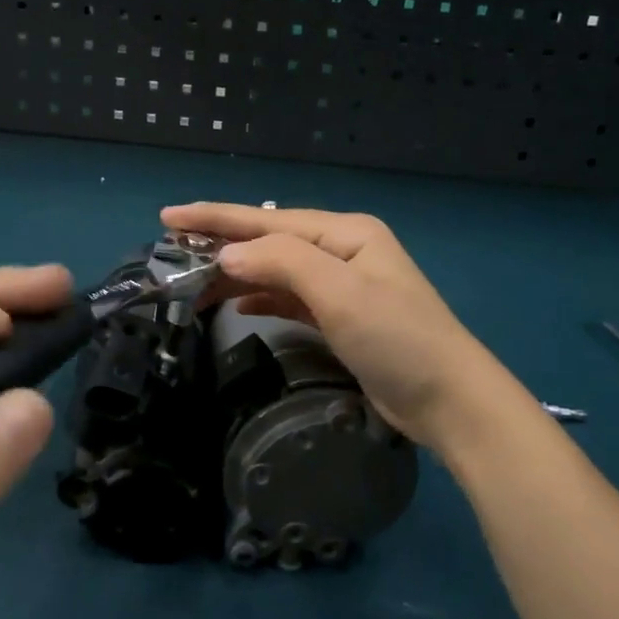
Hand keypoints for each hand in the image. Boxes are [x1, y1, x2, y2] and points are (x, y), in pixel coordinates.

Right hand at [161, 204, 508, 449]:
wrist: (449, 402)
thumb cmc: (397, 339)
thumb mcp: (341, 293)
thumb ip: (282, 263)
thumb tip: (227, 256)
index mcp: (345, 233)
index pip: (268, 220)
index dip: (216, 218)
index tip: (168, 217)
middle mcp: (342, 252)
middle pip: (270, 242)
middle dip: (221, 246)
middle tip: (171, 255)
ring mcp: (343, 287)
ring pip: (276, 271)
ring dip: (236, 275)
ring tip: (192, 283)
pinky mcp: (341, 319)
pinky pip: (289, 298)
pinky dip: (261, 297)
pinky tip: (236, 304)